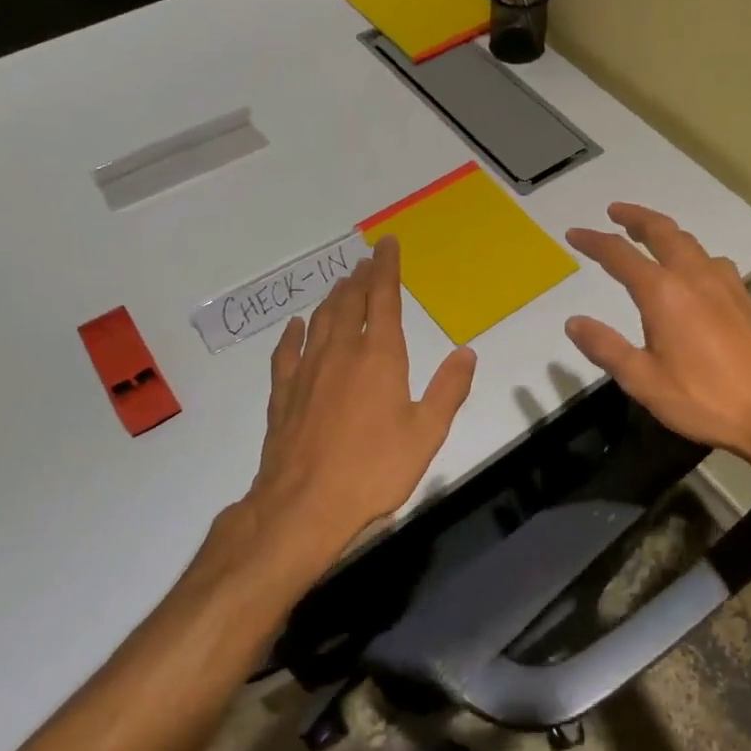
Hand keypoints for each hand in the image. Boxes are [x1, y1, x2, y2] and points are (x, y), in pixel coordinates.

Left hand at [238, 236, 476, 577]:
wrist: (304, 506)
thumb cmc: (374, 470)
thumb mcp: (427, 433)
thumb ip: (448, 389)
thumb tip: (466, 351)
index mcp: (379, 357)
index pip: (383, 299)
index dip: (387, 268)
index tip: (387, 244)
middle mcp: (341, 353)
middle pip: (350, 303)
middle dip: (360, 278)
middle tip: (366, 261)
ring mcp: (308, 372)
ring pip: (320, 321)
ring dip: (332, 299)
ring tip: (341, 285)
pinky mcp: (283, 394)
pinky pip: (287, 352)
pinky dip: (294, 334)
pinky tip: (297, 327)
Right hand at [564, 203, 750, 475]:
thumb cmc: (704, 399)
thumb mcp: (643, 381)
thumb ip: (606, 348)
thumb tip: (573, 322)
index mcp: (663, 293)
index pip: (619, 255)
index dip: (594, 242)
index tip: (574, 233)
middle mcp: (694, 277)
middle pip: (662, 231)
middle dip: (635, 217)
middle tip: (615, 211)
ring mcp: (725, 284)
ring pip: (690, 242)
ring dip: (664, 231)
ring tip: (649, 235)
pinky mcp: (744, 298)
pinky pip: (712, 260)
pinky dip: (691, 252)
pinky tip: (694, 269)